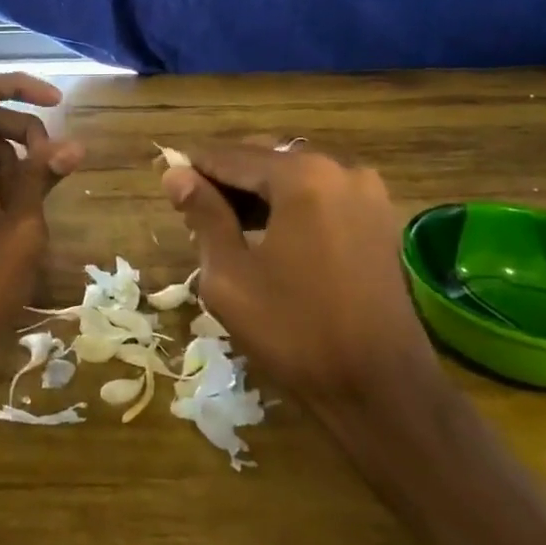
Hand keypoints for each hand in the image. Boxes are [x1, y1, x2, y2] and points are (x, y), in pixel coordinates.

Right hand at [162, 145, 435, 410]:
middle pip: (265, 158)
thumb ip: (203, 215)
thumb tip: (176, 174)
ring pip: (293, 175)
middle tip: (191, 210)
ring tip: (223, 225)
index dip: (193, 167)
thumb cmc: (296, 332)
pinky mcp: (379, 218)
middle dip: (226, 179)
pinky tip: (265, 233)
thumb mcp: (231, 276)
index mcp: (302, 176)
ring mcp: (366, 192)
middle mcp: (339, 169)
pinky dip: (288, 204)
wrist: (381, 389)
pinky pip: (320, 194)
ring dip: (256, 192)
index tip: (163, 179)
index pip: (231, 156)